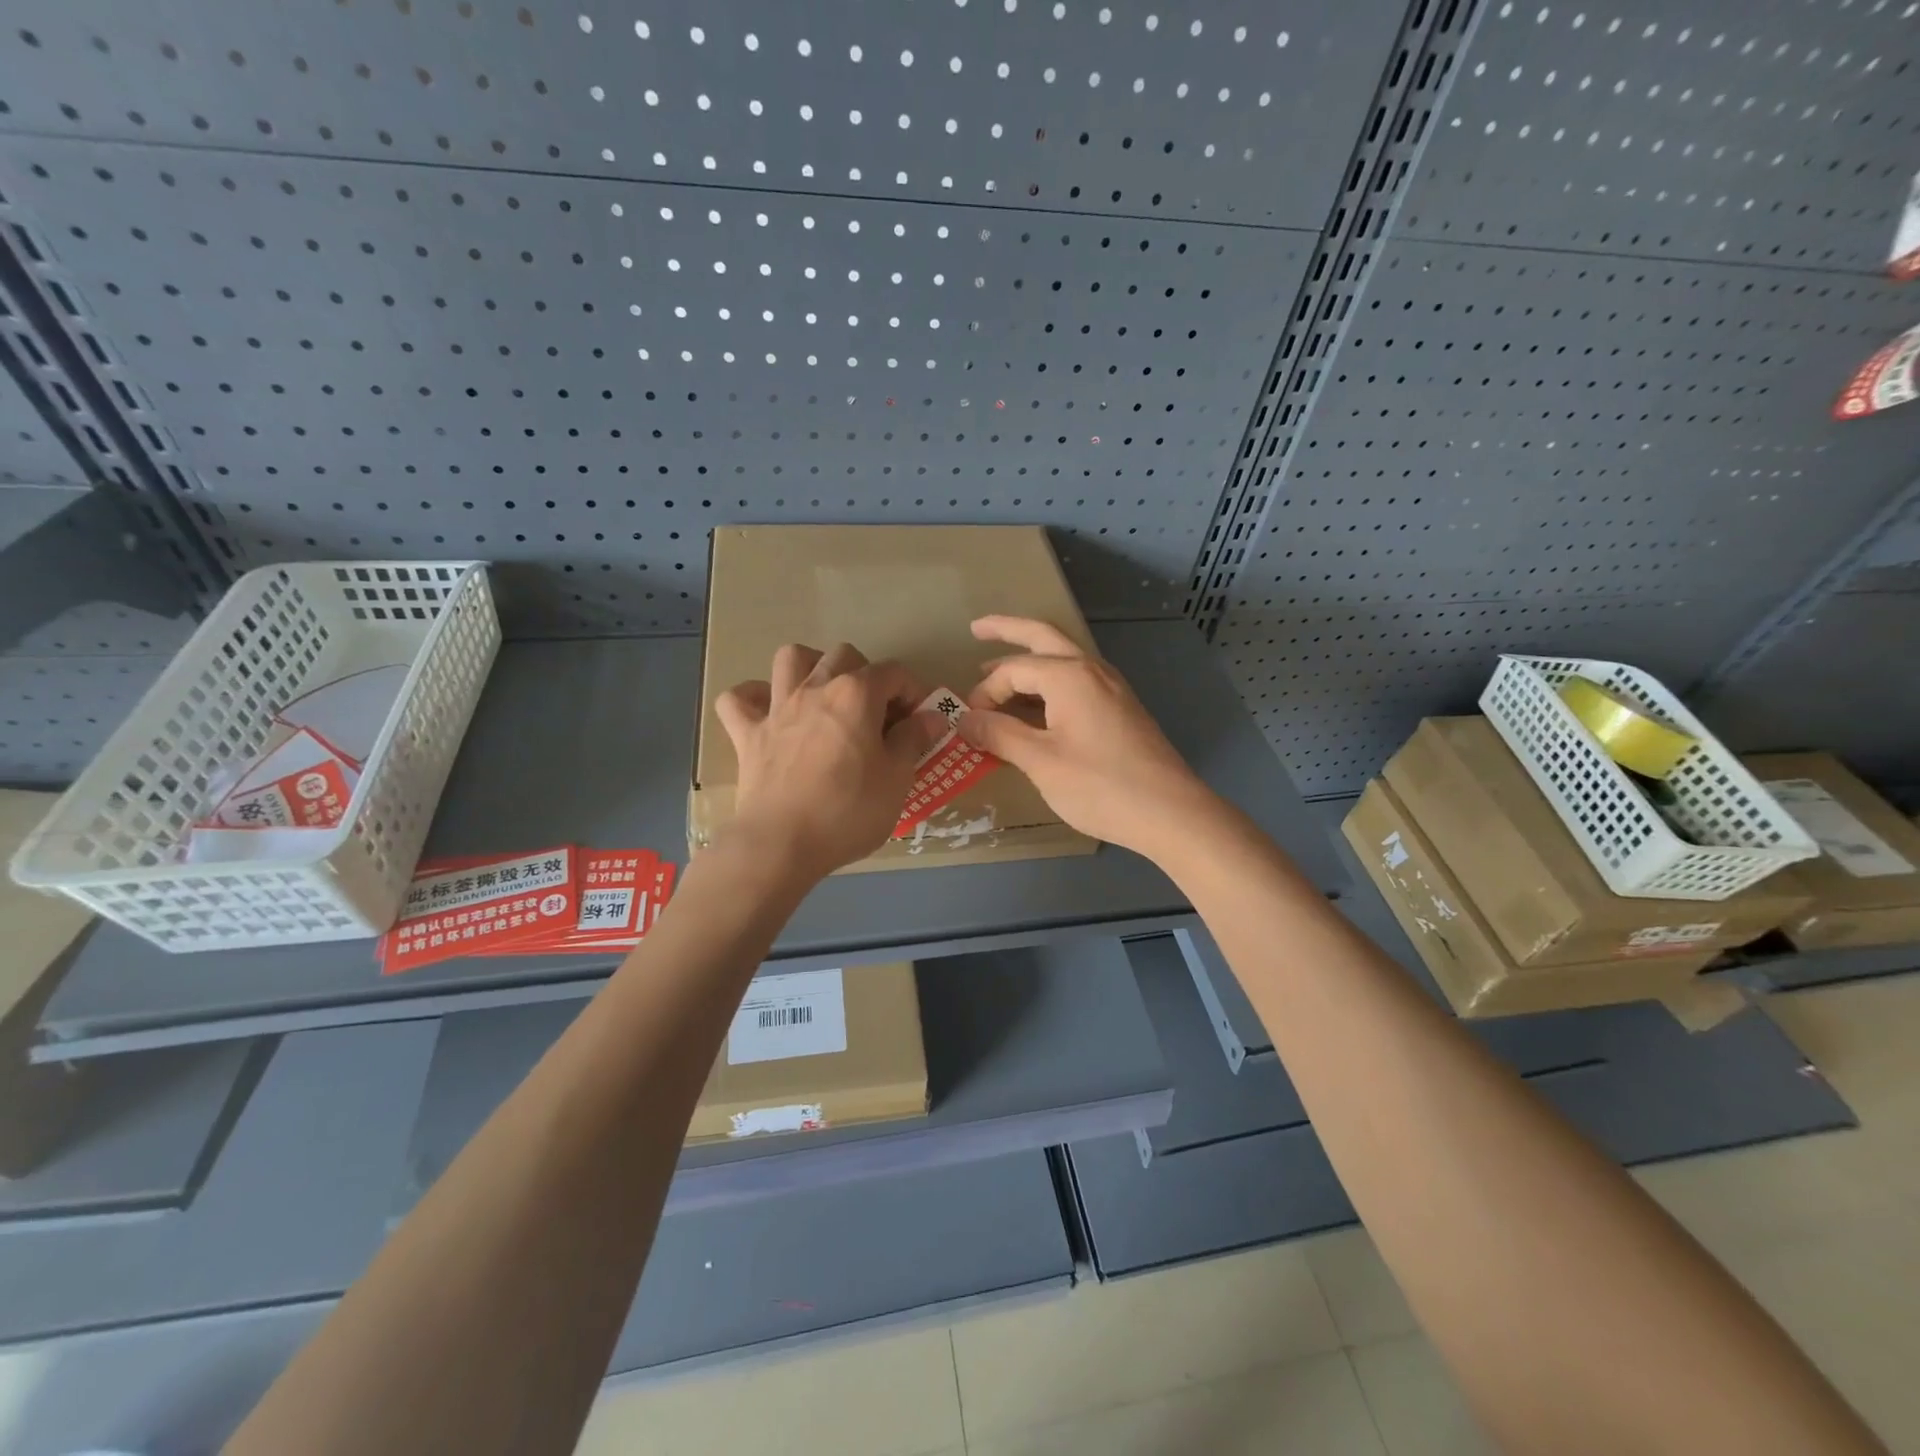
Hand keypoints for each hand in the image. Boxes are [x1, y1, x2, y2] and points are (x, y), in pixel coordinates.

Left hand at [714, 642, 944, 879]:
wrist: (782, 843)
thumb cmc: (849, 811)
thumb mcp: (897, 779)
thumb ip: (913, 740)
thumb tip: (929, 716)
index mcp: (856, 695)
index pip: (894, 673)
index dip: (913, 692)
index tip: (920, 721)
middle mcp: (815, 688)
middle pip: (844, 655)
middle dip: (866, 673)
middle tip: (876, 712)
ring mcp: (776, 708)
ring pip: (789, 659)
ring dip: (810, 667)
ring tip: (824, 694)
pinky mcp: (747, 734)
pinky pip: (737, 700)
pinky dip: (752, 698)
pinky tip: (767, 711)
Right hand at [956, 616, 1217, 858]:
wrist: (1171, 813)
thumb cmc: (1101, 786)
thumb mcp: (1041, 761)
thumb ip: (1000, 735)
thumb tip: (964, 719)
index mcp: (1069, 676)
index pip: (1012, 670)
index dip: (984, 693)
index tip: (968, 724)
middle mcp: (1091, 670)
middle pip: (1043, 637)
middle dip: (1008, 630)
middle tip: (976, 628)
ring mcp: (1110, 688)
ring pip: (1063, 659)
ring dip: (1030, 659)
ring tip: (999, 672)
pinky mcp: (1120, 709)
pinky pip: (1076, 683)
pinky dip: (1048, 685)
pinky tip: (1036, 707)